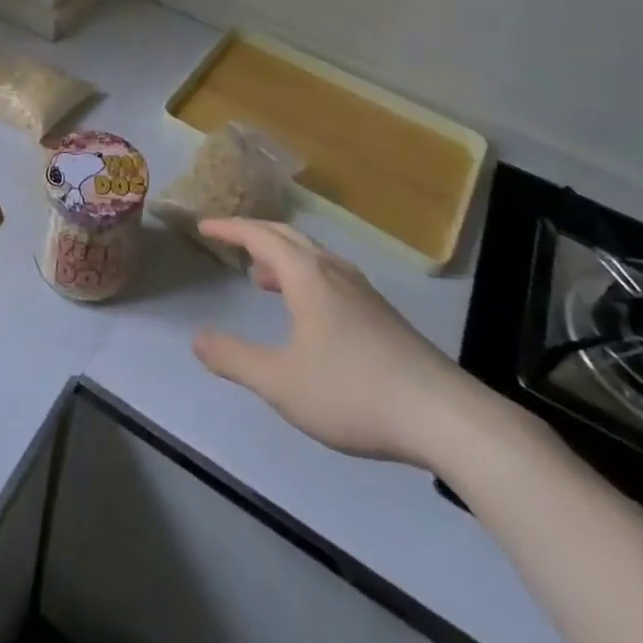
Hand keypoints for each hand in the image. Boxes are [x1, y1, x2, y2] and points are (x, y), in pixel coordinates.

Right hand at [191, 220, 475, 466]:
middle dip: (255, 233)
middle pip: (288, 236)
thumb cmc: (353, 392)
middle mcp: (333, 272)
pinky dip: (305, 277)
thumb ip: (235, 359)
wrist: (444, 417)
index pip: (259, 235)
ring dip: (281, 257)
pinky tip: (309, 312)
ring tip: (261, 277)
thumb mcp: (281, 383)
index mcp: (307, 276)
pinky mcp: (382, 315)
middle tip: (229, 240)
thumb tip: (198, 339)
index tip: (203, 225)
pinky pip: (331, 276)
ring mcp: (362, 292)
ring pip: (313, 256)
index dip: (228, 227)